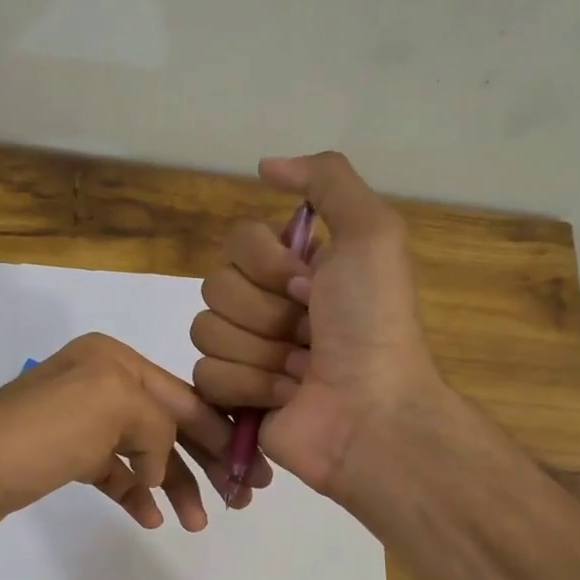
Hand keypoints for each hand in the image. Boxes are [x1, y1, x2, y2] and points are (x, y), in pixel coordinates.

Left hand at [0, 333, 271, 556]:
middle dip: (205, 459)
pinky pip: (113, 473)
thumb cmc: (37, 437)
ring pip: (144, 452)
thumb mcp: (112, 407)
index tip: (253, 469)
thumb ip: (158, 424)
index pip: (184, 396)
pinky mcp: (60, 459)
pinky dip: (135, 492)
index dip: (222, 431)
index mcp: (113, 360)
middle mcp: (97, 383)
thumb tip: (157, 468)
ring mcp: (77, 423)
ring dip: (174, 482)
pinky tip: (151, 516)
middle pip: (168, 423)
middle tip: (239, 497)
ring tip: (197, 521)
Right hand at [191, 152, 441, 503]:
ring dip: (260, 353)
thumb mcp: (372, 235)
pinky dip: (250, 387)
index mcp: (295, 269)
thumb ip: (326, 181)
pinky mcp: (232, 397)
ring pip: (206, 331)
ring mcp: (247, 353)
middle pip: (216, 287)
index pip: (236, 244)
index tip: (310, 286)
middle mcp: (267, 306)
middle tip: (309, 333)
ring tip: (301, 371)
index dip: (268, 265)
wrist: (372, 413)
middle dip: (267, 313)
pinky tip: (286, 397)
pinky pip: (205, 375)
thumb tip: (265, 166)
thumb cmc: (373, 325)